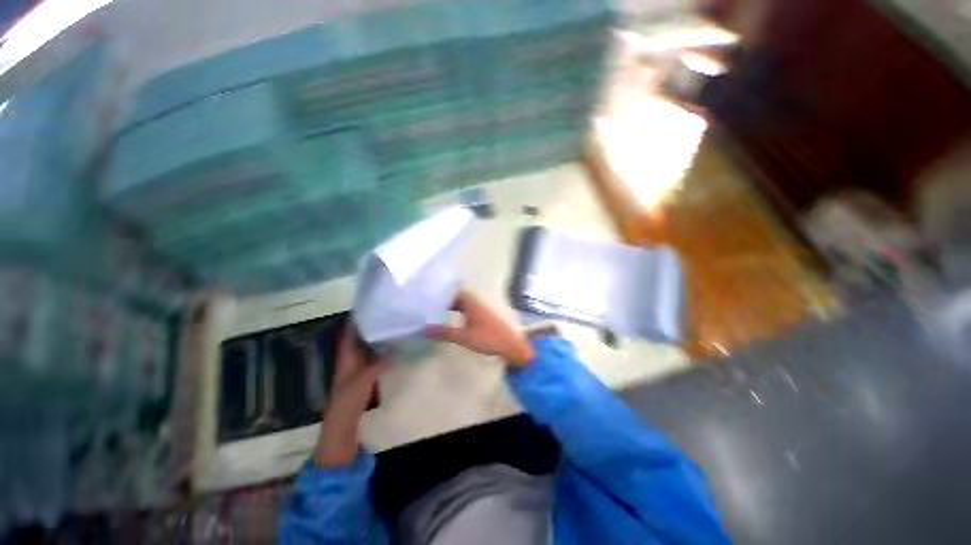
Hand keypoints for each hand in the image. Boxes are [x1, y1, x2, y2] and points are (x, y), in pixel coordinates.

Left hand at [315, 322, 388, 466]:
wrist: (342, 423)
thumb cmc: (348, 400)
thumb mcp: (364, 380)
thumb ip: (380, 363)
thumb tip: (396, 347)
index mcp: (346, 355)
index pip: (349, 332)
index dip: (356, 318)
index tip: (369, 305)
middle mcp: (351, 357)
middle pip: (359, 336)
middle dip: (370, 324)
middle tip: (387, 312)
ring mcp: (358, 365)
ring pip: (367, 345)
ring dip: (376, 335)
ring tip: (392, 323)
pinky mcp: (365, 373)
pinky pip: (373, 355)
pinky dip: (381, 348)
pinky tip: (393, 344)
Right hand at [426, 290, 534, 366]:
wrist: (512, 346)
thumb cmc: (489, 339)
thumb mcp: (465, 337)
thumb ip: (445, 332)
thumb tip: (426, 329)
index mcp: (472, 302)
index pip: (453, 292)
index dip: (441, 295)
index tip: (429, 300)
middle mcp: (477, 301)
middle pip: (458, 297)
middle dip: (445, 301)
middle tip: (430, 308)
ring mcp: (482, 308)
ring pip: (464, 303)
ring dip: (453, 307)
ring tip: (439, 314)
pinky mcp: (486, 316)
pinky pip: (469, 309)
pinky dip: (460, 312)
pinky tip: (455, 321)